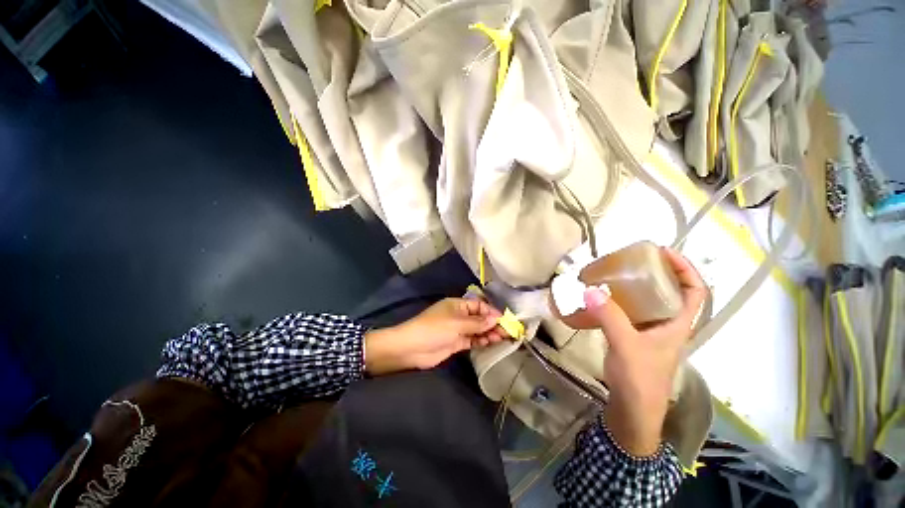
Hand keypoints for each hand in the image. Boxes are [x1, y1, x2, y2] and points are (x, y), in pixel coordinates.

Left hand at [364, 298, 507, 375]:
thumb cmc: (434, 329)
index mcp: (458, 305)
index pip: (479, 305)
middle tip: (507, 332)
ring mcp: (457, 330)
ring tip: (501, 338)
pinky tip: (490, 343)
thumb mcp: (456, 323)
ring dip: (489, 333)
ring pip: (477, 329)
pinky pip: (472, 339)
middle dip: (493, 323)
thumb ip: (477, 323)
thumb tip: (496, 318)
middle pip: (480, 318)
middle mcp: (459, 315)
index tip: (504, 320)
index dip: (492, 312)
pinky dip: (481, 341)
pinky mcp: (456, 342)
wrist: (411, 348)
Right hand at [583, 248, 705, 455]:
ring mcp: (650, 332)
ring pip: (649, 302)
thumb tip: (589, 290)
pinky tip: (603, 298)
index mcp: (678, 325)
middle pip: (671, 292)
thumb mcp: (626, 345)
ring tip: (617, 274)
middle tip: (634, 260)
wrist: (632, 410)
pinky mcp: (633, 337)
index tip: (665, 252)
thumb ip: (610, 317)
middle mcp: (667, 325)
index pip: (696, 291)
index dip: (686, 269)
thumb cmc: (640, 380)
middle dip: (658, 273)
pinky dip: (620, 301)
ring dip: (637, 286)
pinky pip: (630, 312)